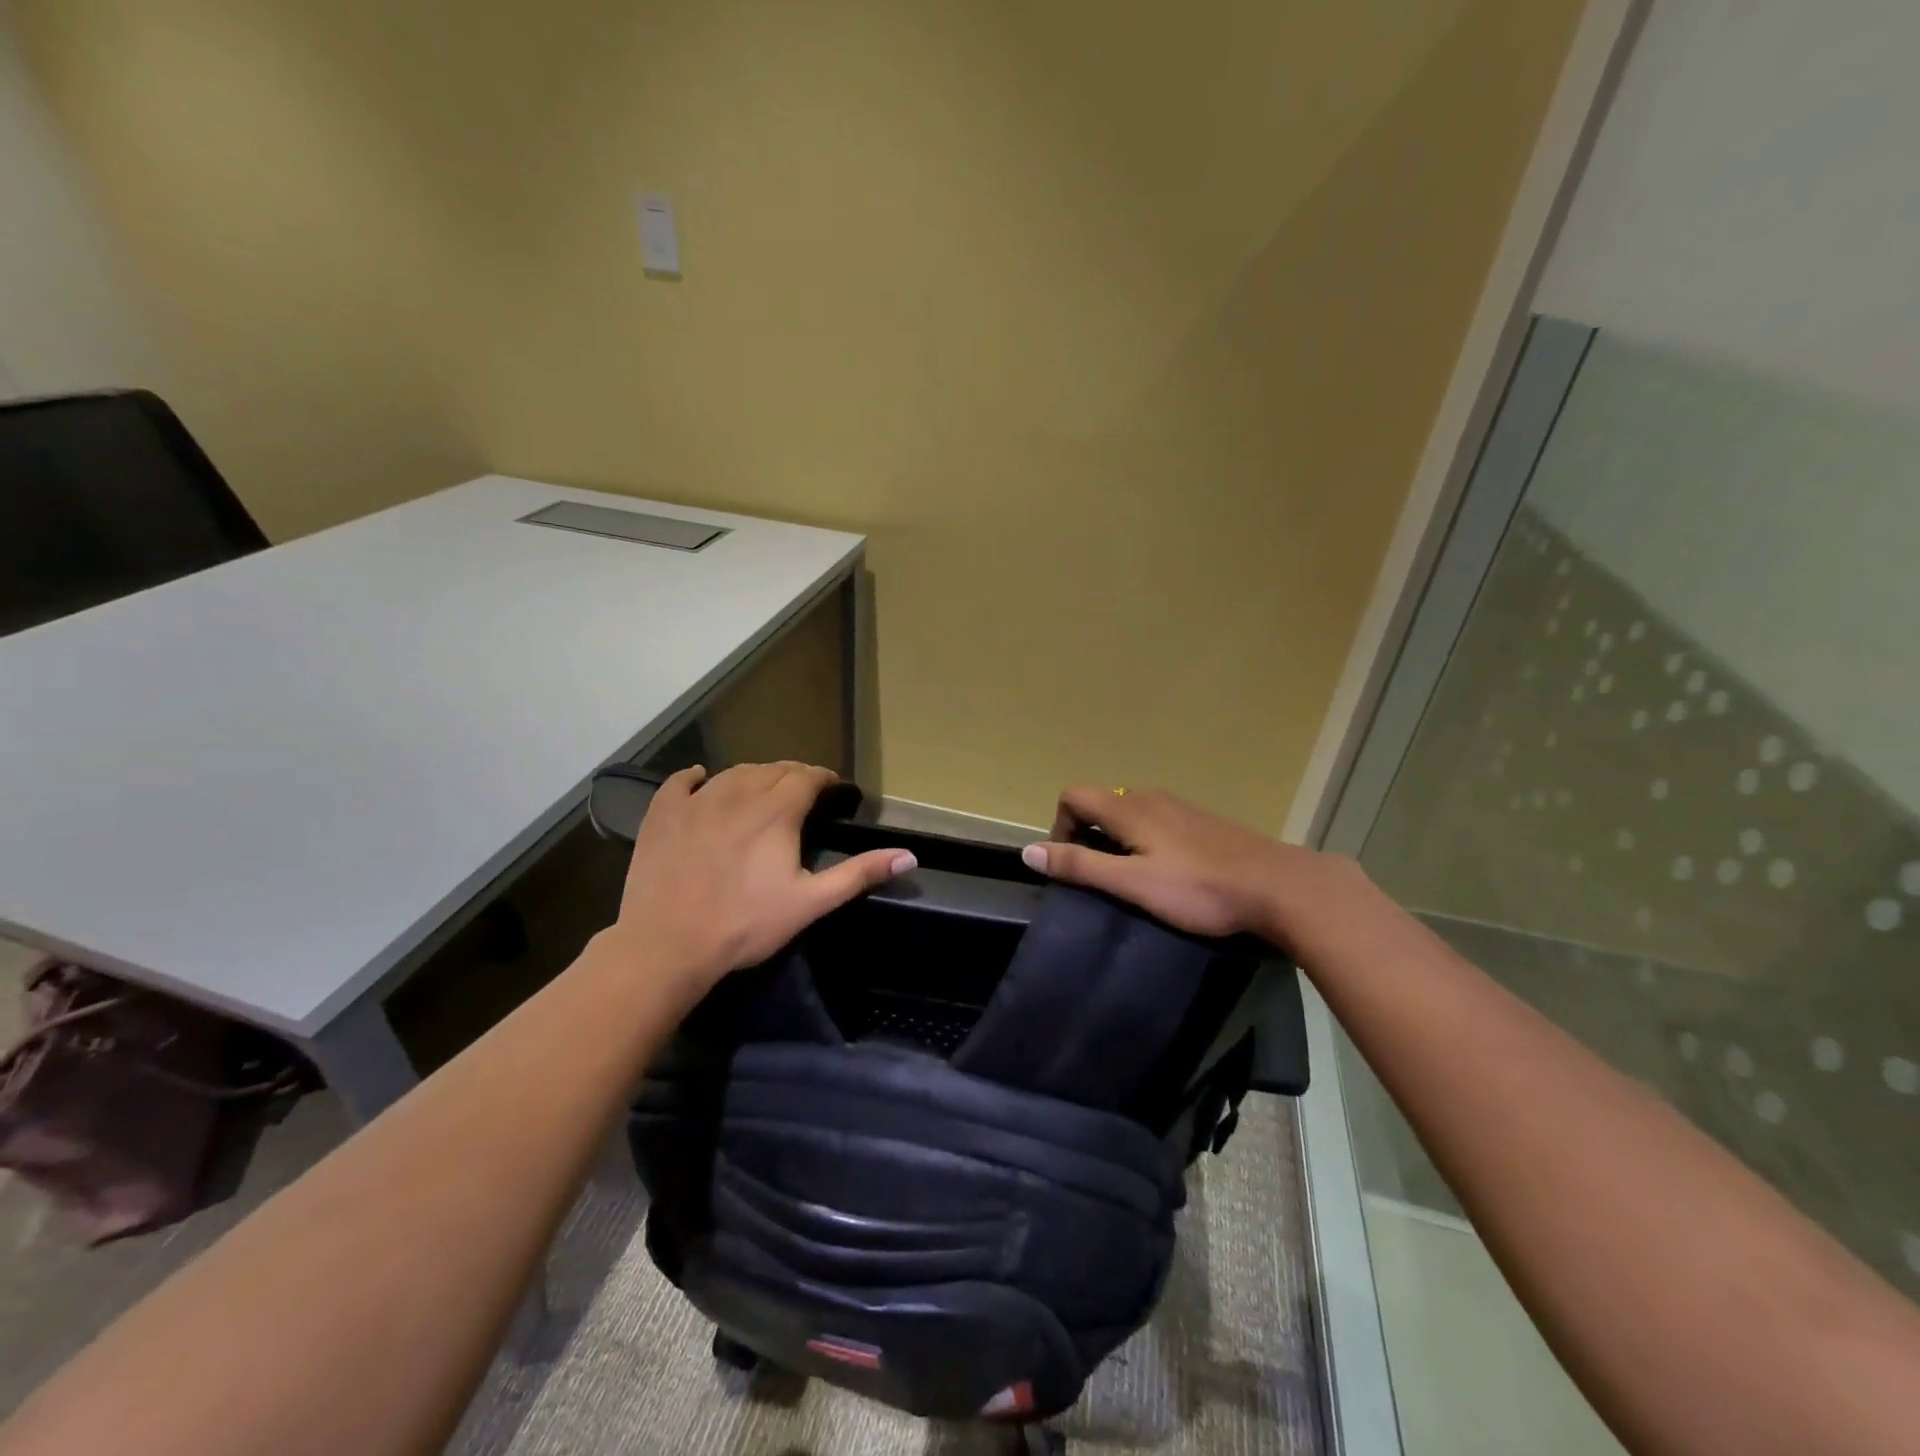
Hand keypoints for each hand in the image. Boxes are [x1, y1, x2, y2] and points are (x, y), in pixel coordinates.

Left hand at [607, 762, 914, 994]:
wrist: (666, 945)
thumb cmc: (745, 925)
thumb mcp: (810, 903)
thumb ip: (859, 874)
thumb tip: (909, 855)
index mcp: (777, 810)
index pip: (808, 776)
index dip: (826, 780)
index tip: (836, 792)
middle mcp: (739, 793)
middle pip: (774, 769)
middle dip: (795, 777)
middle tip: (805, 796)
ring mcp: (697, 800)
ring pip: (734, 772)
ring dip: (755, 777)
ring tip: (763, 793)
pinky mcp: (663, 813)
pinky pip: (682, 781)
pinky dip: (697, 777)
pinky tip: (703, 780)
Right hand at [1020, 785, 1360, 948]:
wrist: (1279, 886)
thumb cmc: (1200, 888)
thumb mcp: (1133, 883)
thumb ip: (1080, 866)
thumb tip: (1029, 852)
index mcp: (1129, 807)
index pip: (1074, 795)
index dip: (1060, 824)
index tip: (1072, 862)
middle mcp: (1151, 797)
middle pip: (1101, 802)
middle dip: (1087, 834)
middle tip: (1100, 877)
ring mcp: (1181, 807)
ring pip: (1130, 811)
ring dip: (1116, 838)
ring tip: (1133, 878)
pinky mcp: (1203, 821)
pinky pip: (1157, 820)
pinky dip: (1145, 839)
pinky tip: (1169, 872)